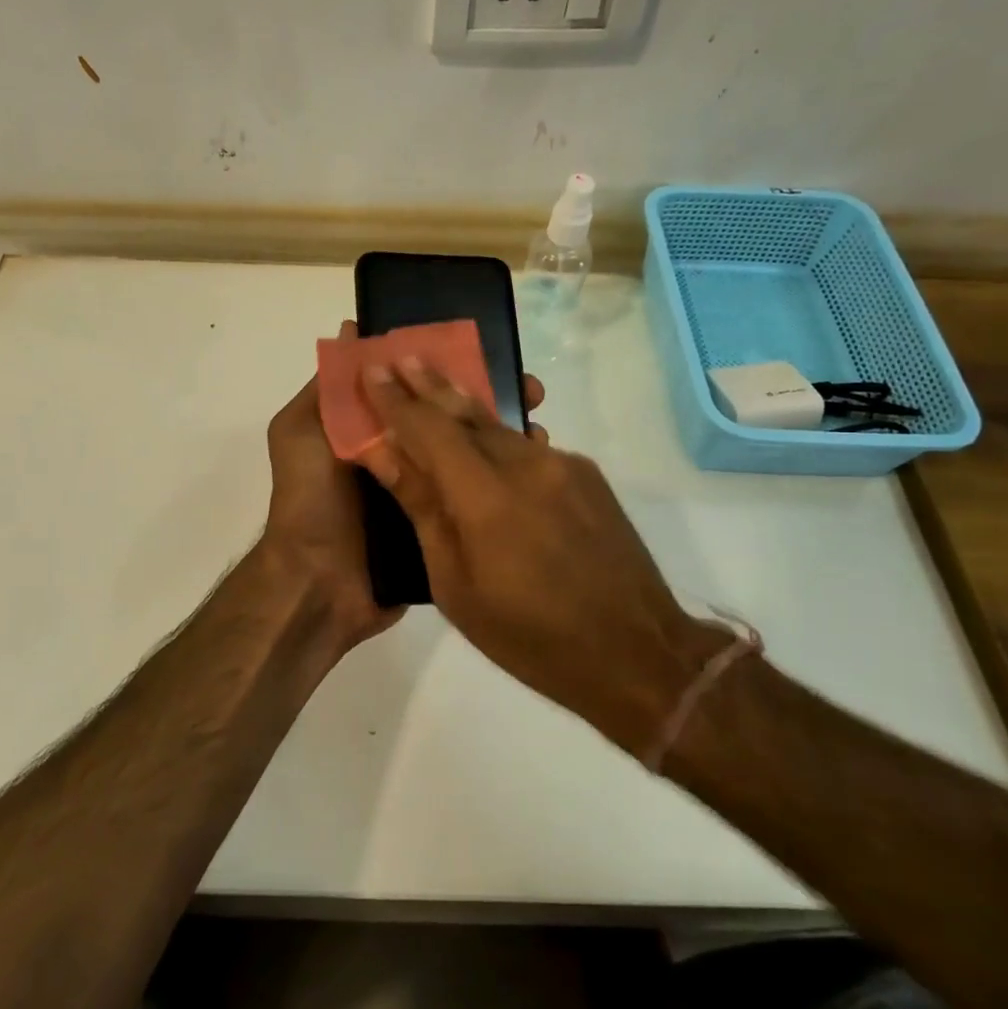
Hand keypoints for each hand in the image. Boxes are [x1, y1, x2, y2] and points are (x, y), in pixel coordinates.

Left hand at [259, 321, 543, 657]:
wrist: (319, 585)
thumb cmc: (310, 500)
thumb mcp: (301, 432)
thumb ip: (327, 388)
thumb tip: (353, 330)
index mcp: (371, 431)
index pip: (414, 388)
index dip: (446, 367)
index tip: (485, 352)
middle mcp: (401, 456)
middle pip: (448, 419)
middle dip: (487, 401)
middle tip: (530, 392)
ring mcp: (424, 493)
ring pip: (467, 456)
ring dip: (501, 439)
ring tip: (541, 430)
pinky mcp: (441, 526)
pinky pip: (472, 498)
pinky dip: (499, 484)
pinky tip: (534, 471)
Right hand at [356, 357, 727, 755]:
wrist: (636, 653)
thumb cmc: (529, 637)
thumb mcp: (456, 585)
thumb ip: (423, 509)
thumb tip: (383, 454)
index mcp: (486, 497)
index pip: (428, 430)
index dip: (395, 400)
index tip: (371, 369)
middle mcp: (526, 465)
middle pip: (467, 413)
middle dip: (429, 384)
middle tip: (400, 354)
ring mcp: (564, 466)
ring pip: (500, 427)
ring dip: (464, 407)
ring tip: (434, 386)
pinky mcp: (587, 476)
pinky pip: (530, 448)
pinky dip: (499, 440)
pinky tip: (485, 443)